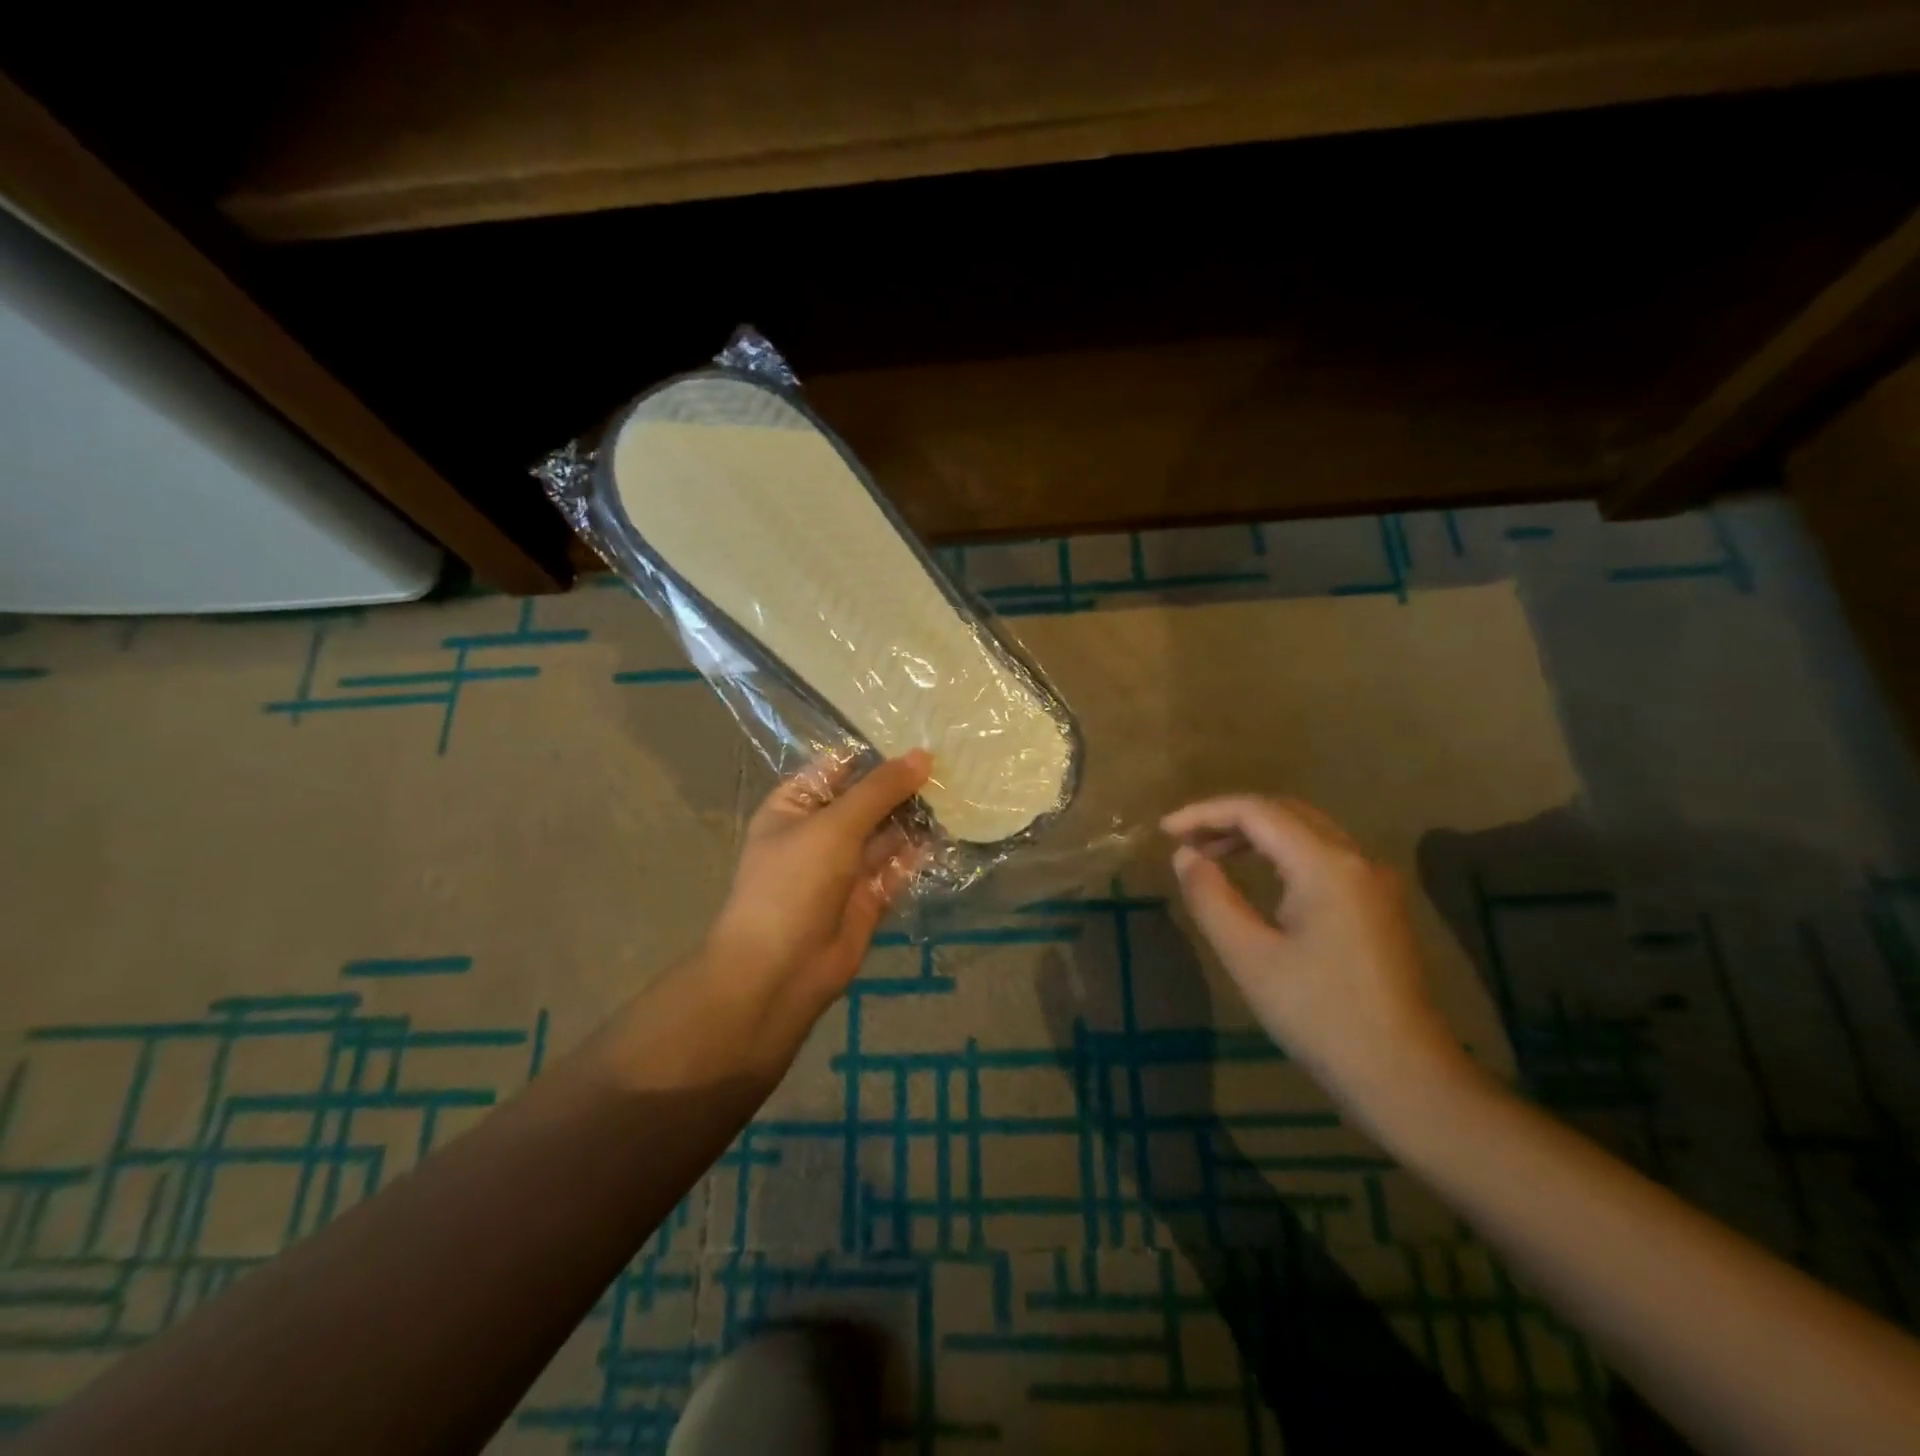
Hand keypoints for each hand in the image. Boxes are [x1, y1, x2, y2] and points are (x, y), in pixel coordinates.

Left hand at [705, 749, 931, 1027]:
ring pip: (886, 834)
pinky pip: (897, 868)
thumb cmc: (793, 884)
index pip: (838, 767)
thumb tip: (922, 756)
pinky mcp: (868, 898)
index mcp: (795, 806)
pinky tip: (949, 832)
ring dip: (916, 817)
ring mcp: (845, 867)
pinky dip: (919, 854)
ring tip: (958, 789)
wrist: (779, 972)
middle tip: (952, 759)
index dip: (875, 750)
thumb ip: (879, 791)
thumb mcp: (834, 826)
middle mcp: (820, 832)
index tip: (920, 730)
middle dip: (903, 783)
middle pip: (867, 799)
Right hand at [1161, 795, 1475, 1136]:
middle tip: (1185, 839)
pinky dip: (1281, 853)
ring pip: (1305, 831)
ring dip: (1255, 833)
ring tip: (1210, 853)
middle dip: (1229, 818)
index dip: (1205, 812)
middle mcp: (1355, 859)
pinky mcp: (1377, 904)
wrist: (1404, 1076)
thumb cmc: (1319, 1016)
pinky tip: (1257, 876)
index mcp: (1326, 865)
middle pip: (1284, 812)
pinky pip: (1321, 856)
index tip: (1165, 831)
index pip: (1257, 812)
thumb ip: (1211, 897)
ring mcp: (1372, 881)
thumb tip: (1185, 856)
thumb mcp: (1249, 957)